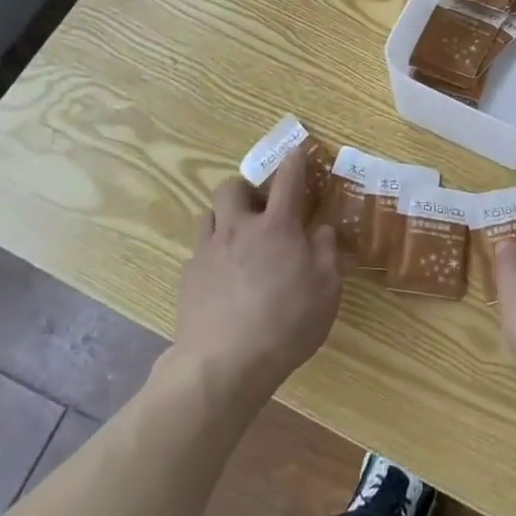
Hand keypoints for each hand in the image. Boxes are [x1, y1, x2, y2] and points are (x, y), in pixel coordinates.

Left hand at [175, 153, 341, 397]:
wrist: (223, 364)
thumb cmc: (286, 324)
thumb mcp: (327, 290)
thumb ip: (326, 253)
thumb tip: (322, 229)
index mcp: (276, 227)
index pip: (288, 181)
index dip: (294, 162)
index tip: (295, 151)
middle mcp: (238, 229)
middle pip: (232, 188)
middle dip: (245, 188)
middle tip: (258, 206)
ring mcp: (208, 251)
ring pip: (208, 215)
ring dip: (223, 218)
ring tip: (236, 238)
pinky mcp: (188, 277)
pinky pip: (199, 251)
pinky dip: (211, 254)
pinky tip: (221, 277)